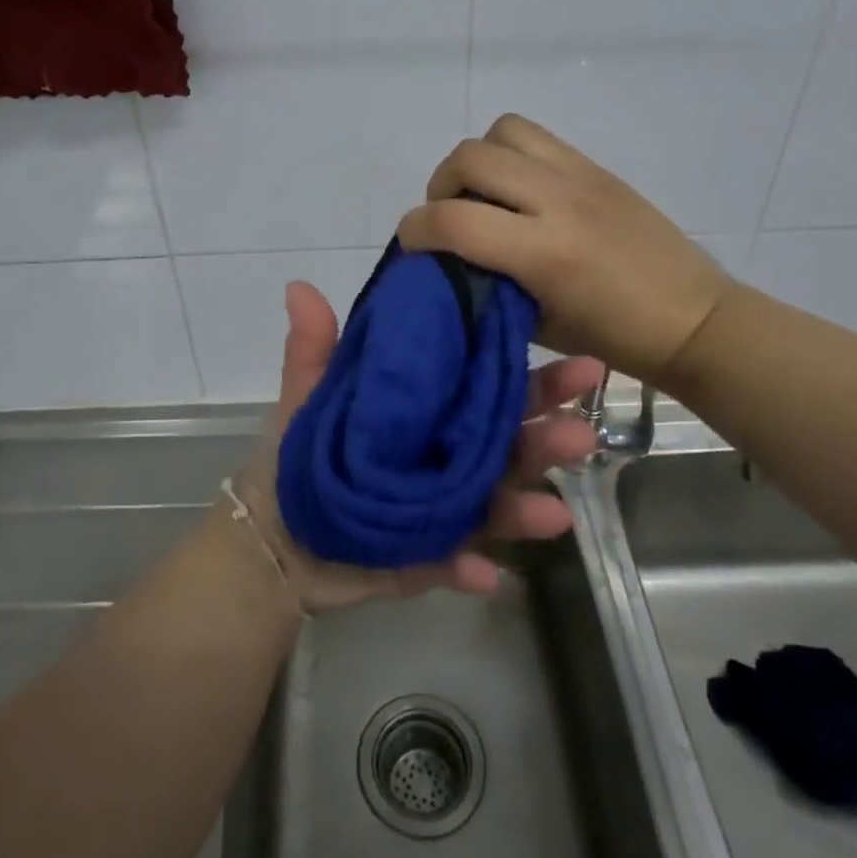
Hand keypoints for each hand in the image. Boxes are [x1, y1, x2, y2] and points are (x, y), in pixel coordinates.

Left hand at [229, 280, 599, 612]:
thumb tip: (299, 285)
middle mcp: (451, 457)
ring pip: (496, 505)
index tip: (578, 358)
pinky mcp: (428, 558)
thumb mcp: (309, 394)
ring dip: (524, 509)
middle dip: (549, 436)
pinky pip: (452, 564)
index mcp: (433, 413)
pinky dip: (466, 568)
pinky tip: (482, 572)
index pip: (492, 387)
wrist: (275, 534)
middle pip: (509, 444)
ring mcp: (445, 511)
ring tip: (553, 512)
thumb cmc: (303, 453)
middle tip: (581, 429)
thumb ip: (314, 347)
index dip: (535, 376)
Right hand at [396, 113, 736, 384]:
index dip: (414, 229)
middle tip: (447, 216)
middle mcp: (559, 201)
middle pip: (470, 158)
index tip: (411, 244)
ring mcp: (580, 176)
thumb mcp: (537, 324)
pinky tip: (517, 190)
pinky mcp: (596, 167)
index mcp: (545, 253)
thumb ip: (488, 284)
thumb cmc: (613, 338)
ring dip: (476, 159)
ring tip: (482, 194)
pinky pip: (535, 137)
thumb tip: (449, 260)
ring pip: (502, 131)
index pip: (453, 220)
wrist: (692, 318)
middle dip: (440, 186)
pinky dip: (510, 153)